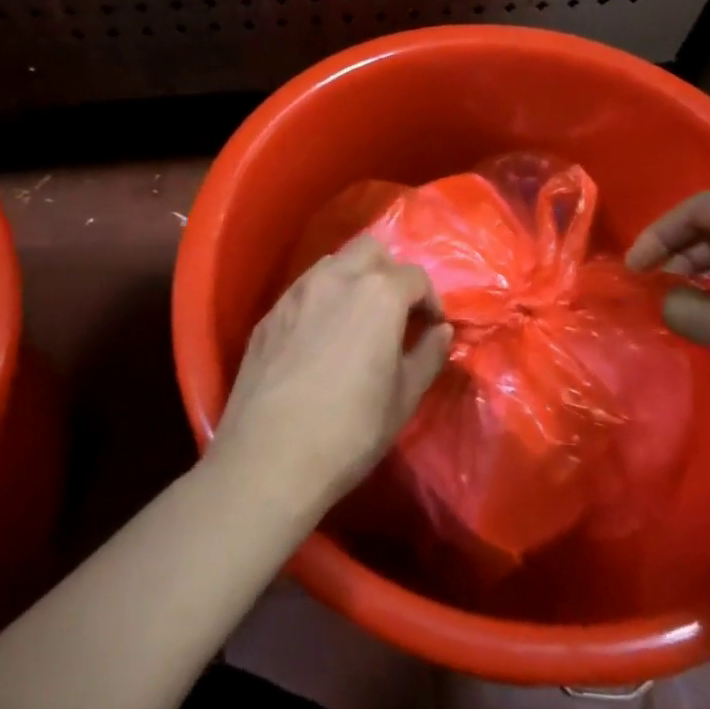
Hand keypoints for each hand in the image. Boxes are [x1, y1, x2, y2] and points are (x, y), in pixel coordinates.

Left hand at [211, 235, 453, 513]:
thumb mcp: (404, 398)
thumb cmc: (350, 430)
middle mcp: (335, 278)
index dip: (429, 301)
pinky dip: (321, 299)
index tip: (430, 328)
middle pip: (370, 250)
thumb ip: (428, 355)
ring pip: (332, 263)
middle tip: (395, 312)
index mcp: (377, 294)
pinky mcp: (268, 315)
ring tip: (357, 321)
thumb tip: (441, 332)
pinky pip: (302, 290)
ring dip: (353, 279)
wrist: (269, 458)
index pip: (415, 276)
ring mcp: (295, 293)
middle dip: (389, 272)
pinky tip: (319, 338)